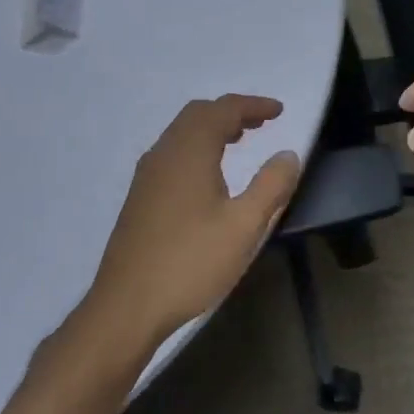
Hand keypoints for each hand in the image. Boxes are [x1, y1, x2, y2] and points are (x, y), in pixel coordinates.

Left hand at [84, 96, 301, 354]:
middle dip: (232, 112)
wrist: (126, 308)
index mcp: (189, 152)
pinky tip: (209, 175)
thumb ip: (271, 185)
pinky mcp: (140, 197)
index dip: (253, 105)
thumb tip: (287, 155)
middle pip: (198, 114)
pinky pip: (172, 152)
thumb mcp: (244, 227)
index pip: (223, 109)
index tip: (279, 111)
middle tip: (261, 123)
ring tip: (240, 141)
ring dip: (213, 128)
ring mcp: (147, 176)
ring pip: (182, 133)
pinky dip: (197, 146)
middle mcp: (164, 154)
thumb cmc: (190, 263)